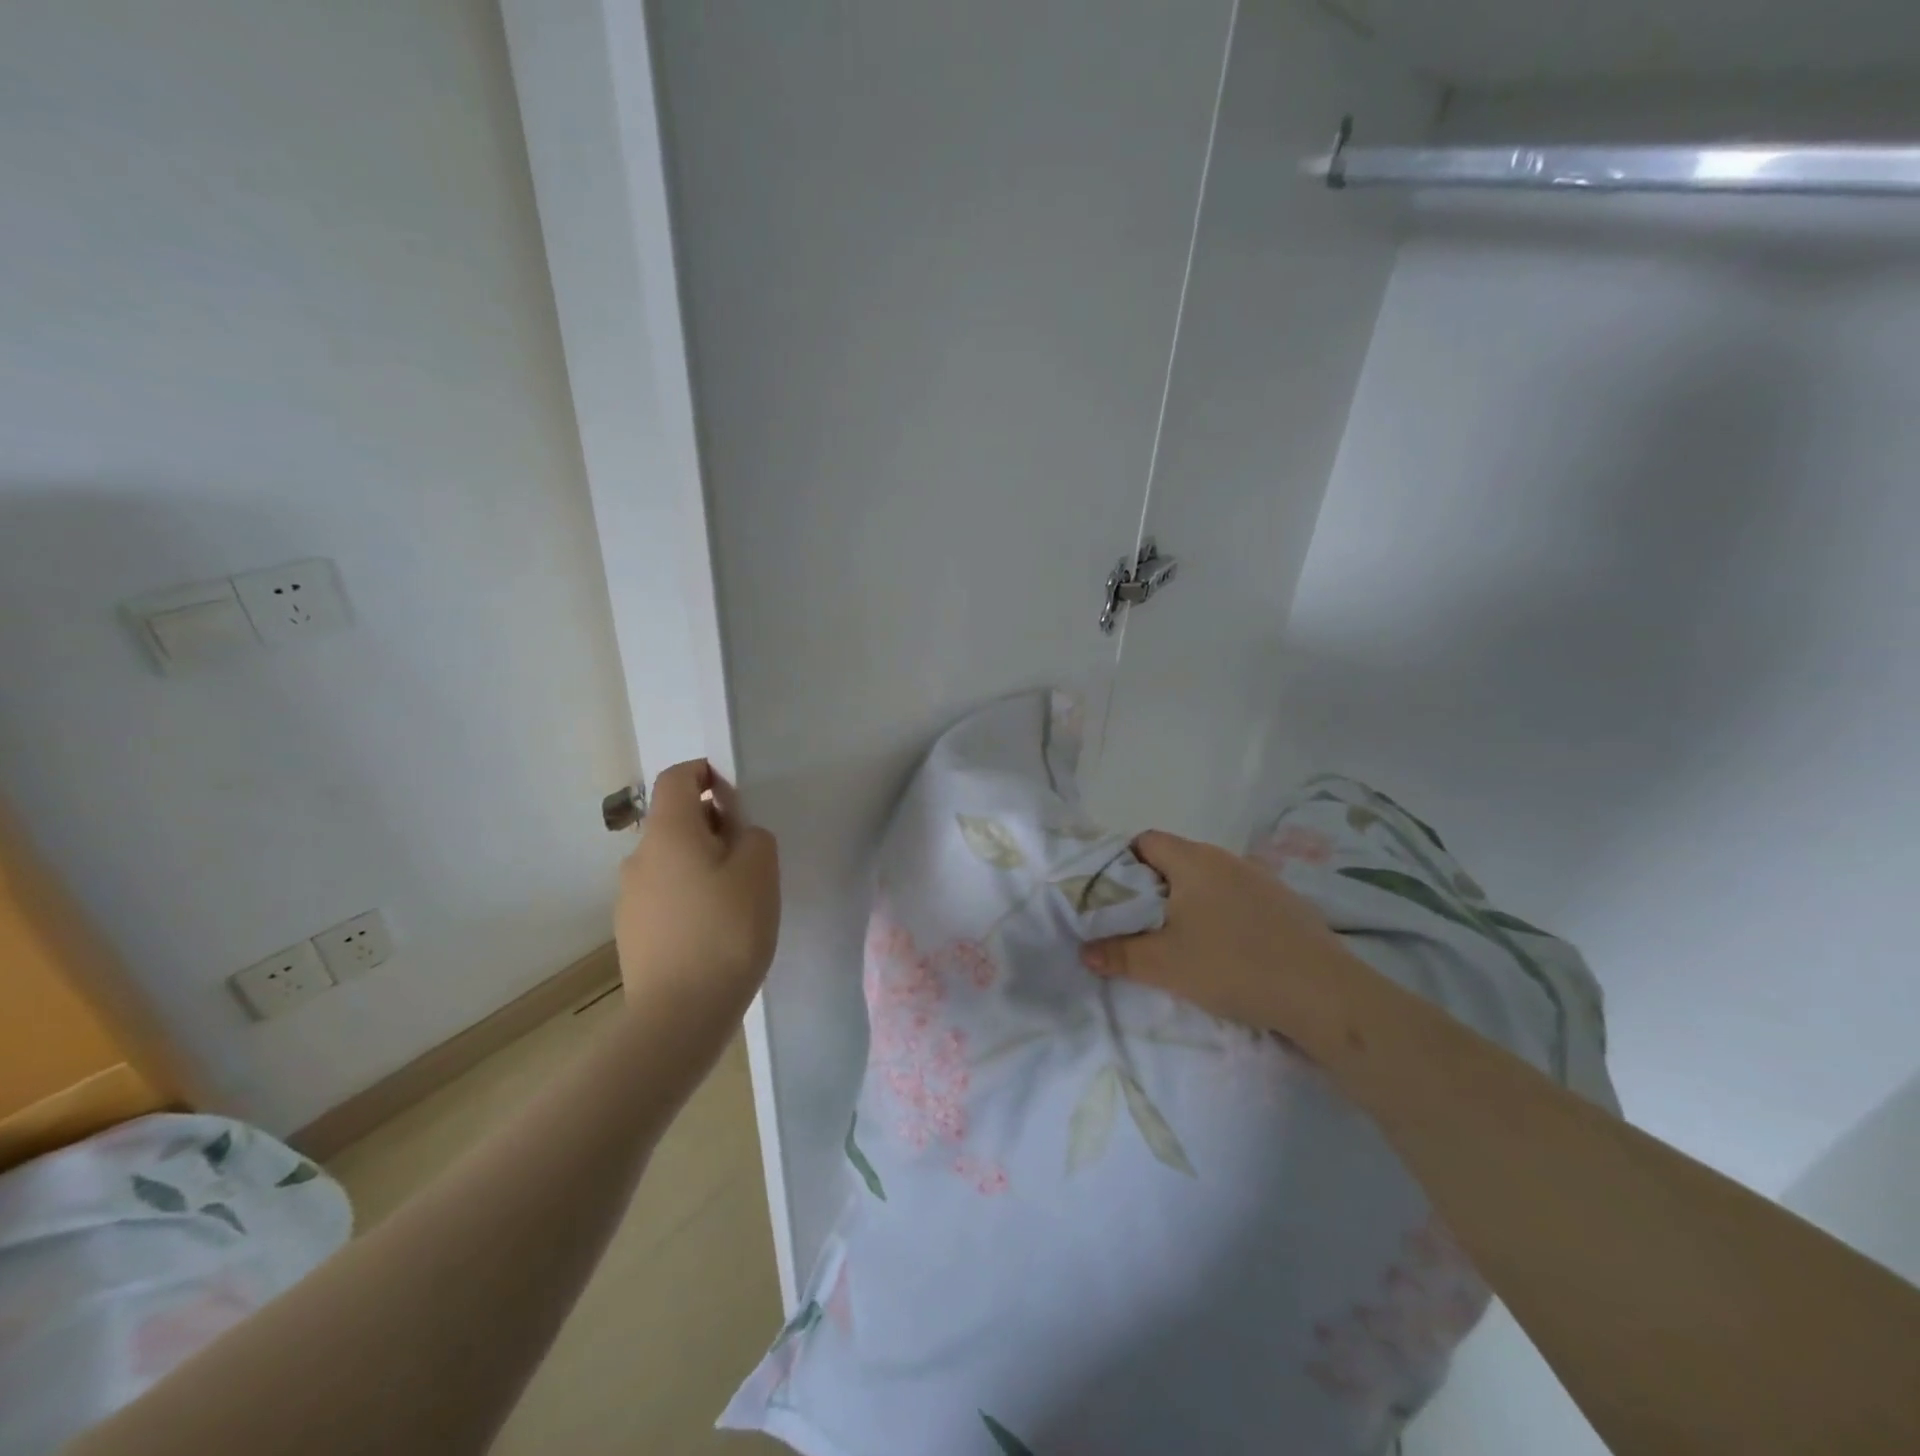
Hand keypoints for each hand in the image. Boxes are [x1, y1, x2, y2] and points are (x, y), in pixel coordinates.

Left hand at [615, 760, 779, 1021]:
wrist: (679, 1014)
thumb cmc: (726, 930)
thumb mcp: (760, 871)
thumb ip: (754, 837)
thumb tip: (737, 835)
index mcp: (669, 832)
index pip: (676, 778)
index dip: (704, 773)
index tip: (734, 793)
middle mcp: (639, 857)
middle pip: (674, 821)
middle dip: (710, 825)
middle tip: (748, 854)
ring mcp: (629, 897)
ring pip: (669, 861)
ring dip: (699, 863)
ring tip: (734, 897)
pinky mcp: (631, 931)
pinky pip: (663, 895)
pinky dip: (688, 895)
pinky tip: (712, 929)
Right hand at [1080, 830, 1354, 1040]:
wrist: (1324, 995)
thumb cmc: (1233, 965)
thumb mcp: (1164, 964)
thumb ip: (1119, 954)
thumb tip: (1085, 951)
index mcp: (1193, 860)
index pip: (1145, 841)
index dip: (1121, 863)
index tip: (1112, 898)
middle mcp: (1226, 859)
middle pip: (1174, 860)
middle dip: (1151, 888)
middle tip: (1137, 924)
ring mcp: (1260, 879)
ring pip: (1206, 881)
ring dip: (1186, 903)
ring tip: (1178, 940)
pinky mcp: (1284, 904)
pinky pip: (1236, 898)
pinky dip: (1219, 915)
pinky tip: (1224, 950)